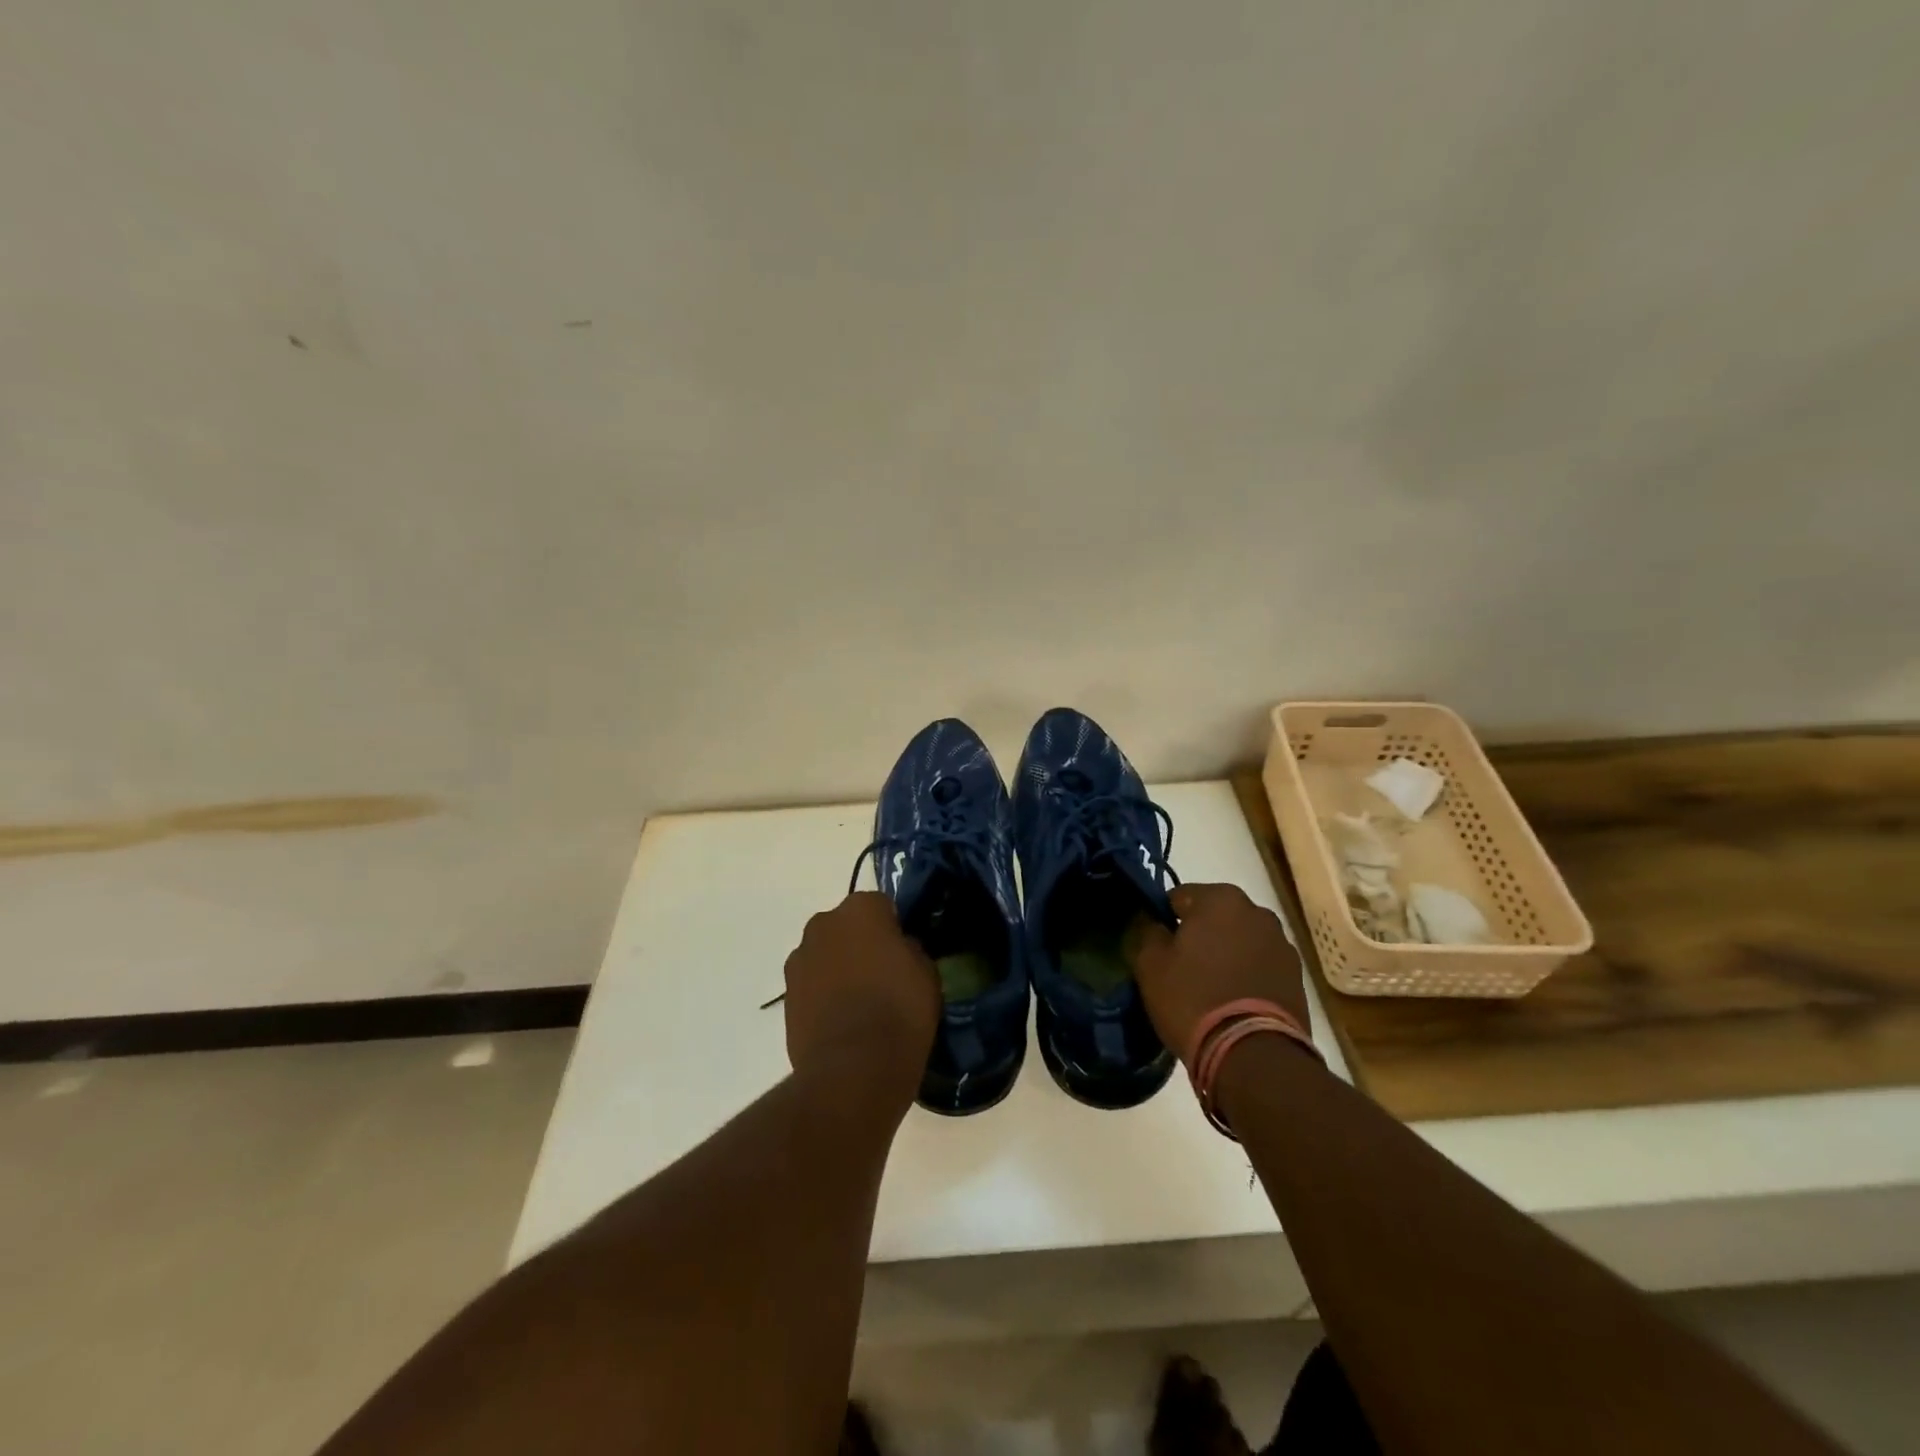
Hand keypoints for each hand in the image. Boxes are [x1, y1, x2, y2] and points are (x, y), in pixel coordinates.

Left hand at [783, 892, 939, 1104]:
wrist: (854, 1069)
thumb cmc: (900, 1010)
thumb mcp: (927, 973)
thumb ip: (910, 949)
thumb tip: (899, 950)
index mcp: (860, 909)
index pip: (882, 906)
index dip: (895, 929)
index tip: (905, 954)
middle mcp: (823, 923)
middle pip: (847, 926)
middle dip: (861, 943)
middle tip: (883, 976)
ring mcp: (799, 959)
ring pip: (826, 954)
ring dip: (839, 968)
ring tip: (860, 1004)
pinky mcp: (786, 996)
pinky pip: (812, 984)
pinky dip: (824, 995)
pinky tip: (842, 1021)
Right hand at [1132, 883, 1308, 1067]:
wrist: (1254, 1055)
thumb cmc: (1193, 998)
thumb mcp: (1150, 964)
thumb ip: (1144, 930)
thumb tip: (1148, 919)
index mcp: (1220, 898)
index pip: (1177, 897)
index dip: (1162, 921)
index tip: (1156, 949)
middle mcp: (1256, 911)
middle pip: (1212, 917)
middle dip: (1197, 936)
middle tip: (1180, 969)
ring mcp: (1281, 944)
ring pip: (1238, 941)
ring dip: (1224, 955)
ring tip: (1209, 990)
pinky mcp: (1296, 977)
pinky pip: (1259, 966)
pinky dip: (1245, 975)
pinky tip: (1233, 1002)